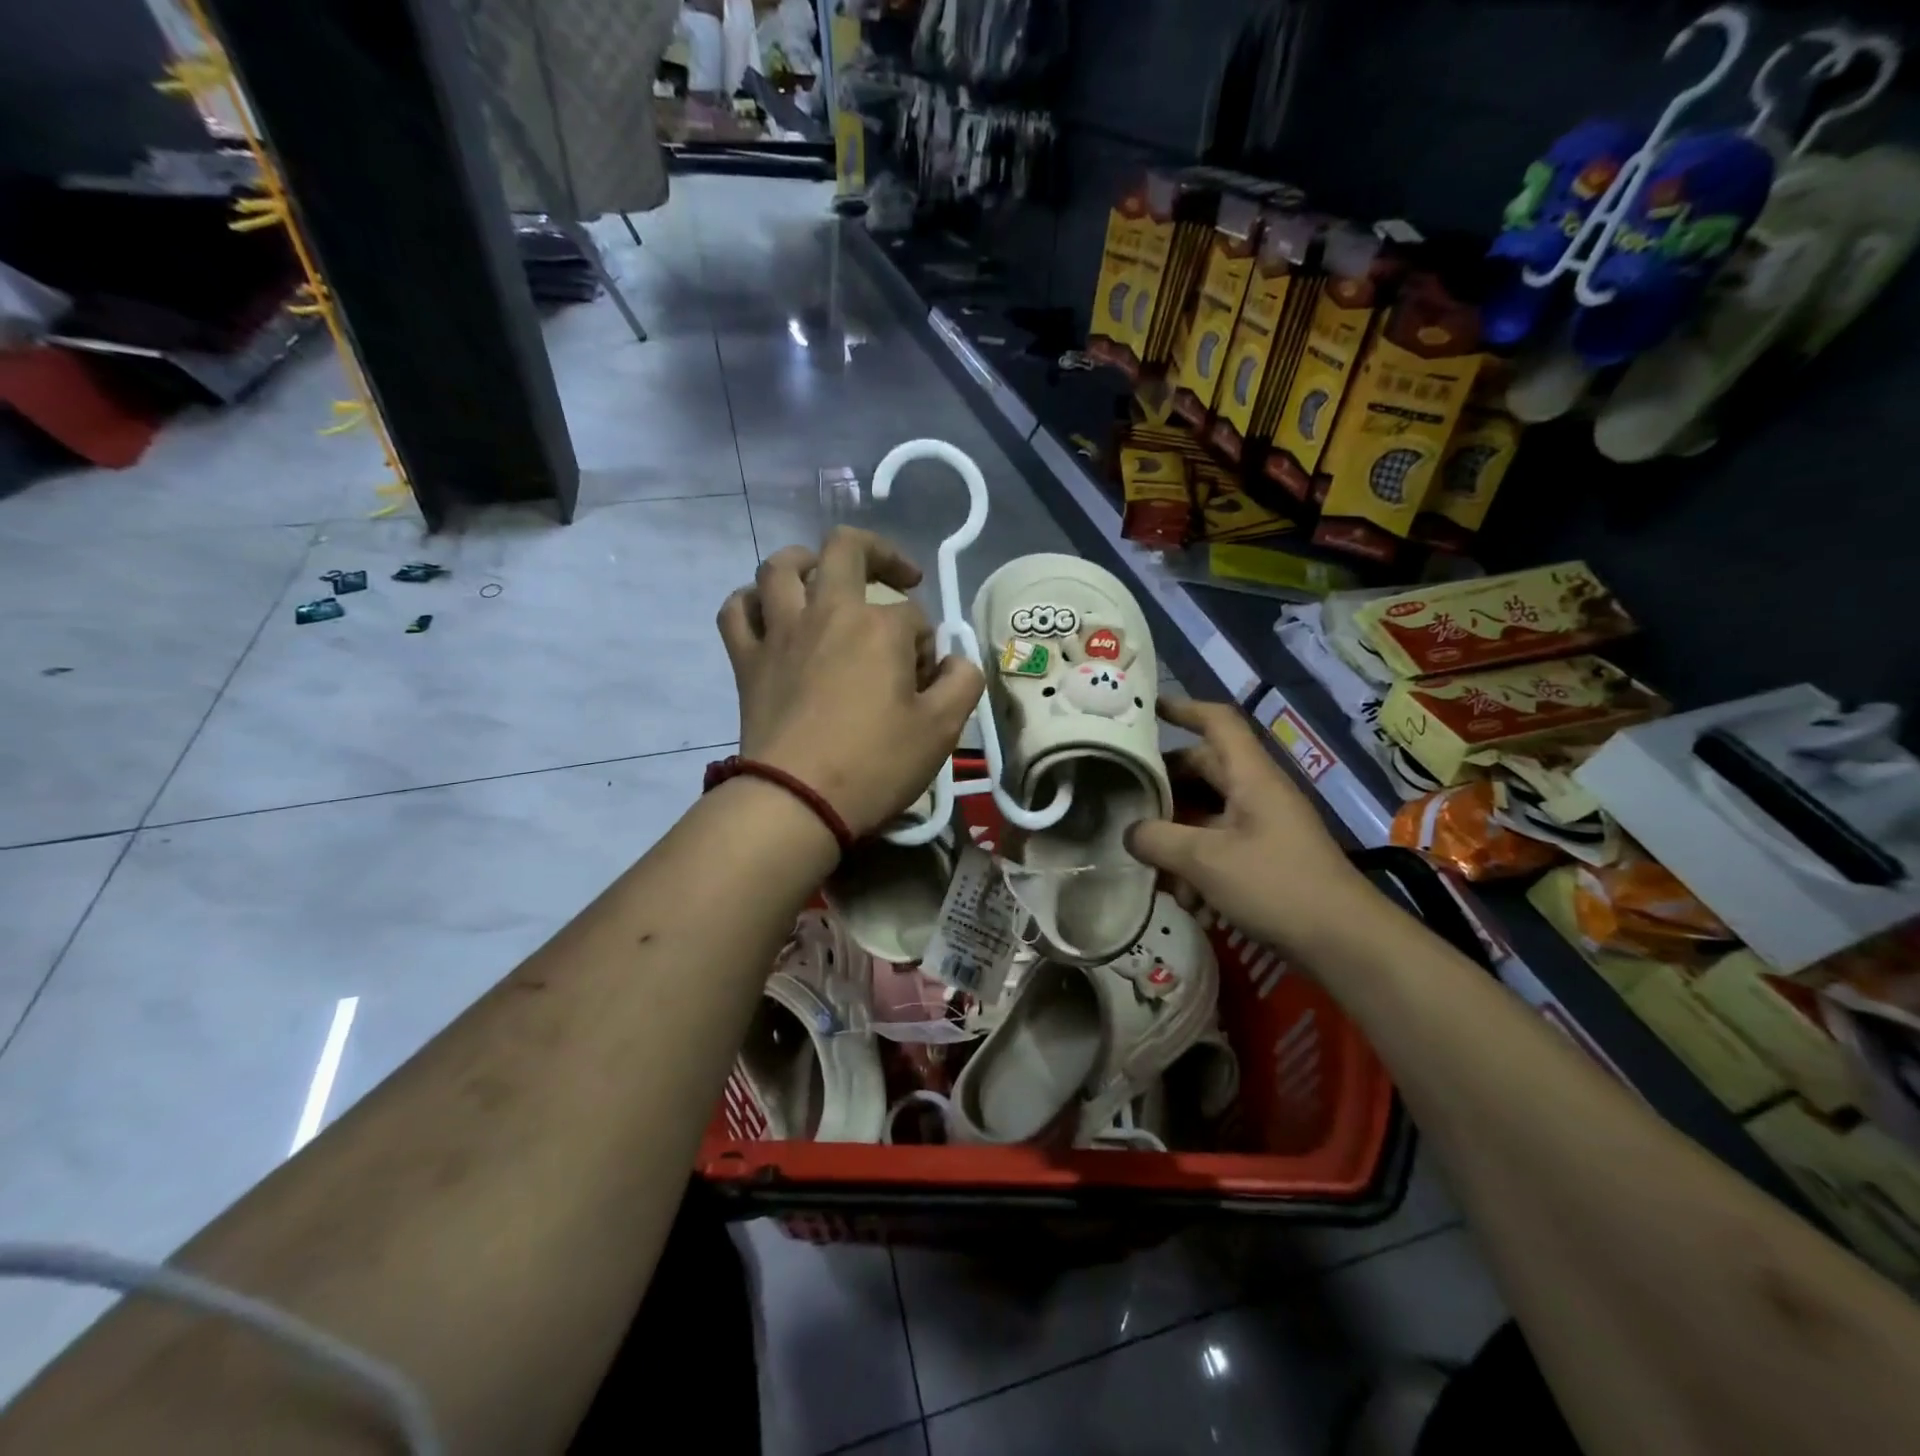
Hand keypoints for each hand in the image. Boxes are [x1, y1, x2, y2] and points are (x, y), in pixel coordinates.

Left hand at [717, 528, 984, 837]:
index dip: (926, 646)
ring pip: (781, 567)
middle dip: (880, 554)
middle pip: (847, 550)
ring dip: (806, 561)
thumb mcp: (942, 729)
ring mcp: (780, 632)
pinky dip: (751, 602)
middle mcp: (827, 612)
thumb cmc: (875, 764)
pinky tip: (768, 613)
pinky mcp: (747, 660)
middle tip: (898, 577)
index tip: (924, 683)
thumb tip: (955, 661)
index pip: (914, 617)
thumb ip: (961, 682)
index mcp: (879, 626)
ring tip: (824, 576)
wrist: (796, 801)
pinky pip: (737, 611)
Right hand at [1125, 698, 1376, 957]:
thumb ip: (1158, 840)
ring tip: (1152, 868)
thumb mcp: (1206, 861)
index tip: (1147, 709)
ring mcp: (1261, 827)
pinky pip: (1218, 847)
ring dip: (1175, 838)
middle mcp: (1256, 794)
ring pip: (1204, 814)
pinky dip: (1196, 867)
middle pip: (1202, 770)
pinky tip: (1185, 901)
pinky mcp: (1263, 860)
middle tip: (1125, 799)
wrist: (1344, 943)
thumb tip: (1129, 832)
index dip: (1183, 708)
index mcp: (1251, 776)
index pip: (1218, 722)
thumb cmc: (1276, 885)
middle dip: (1164, 786)